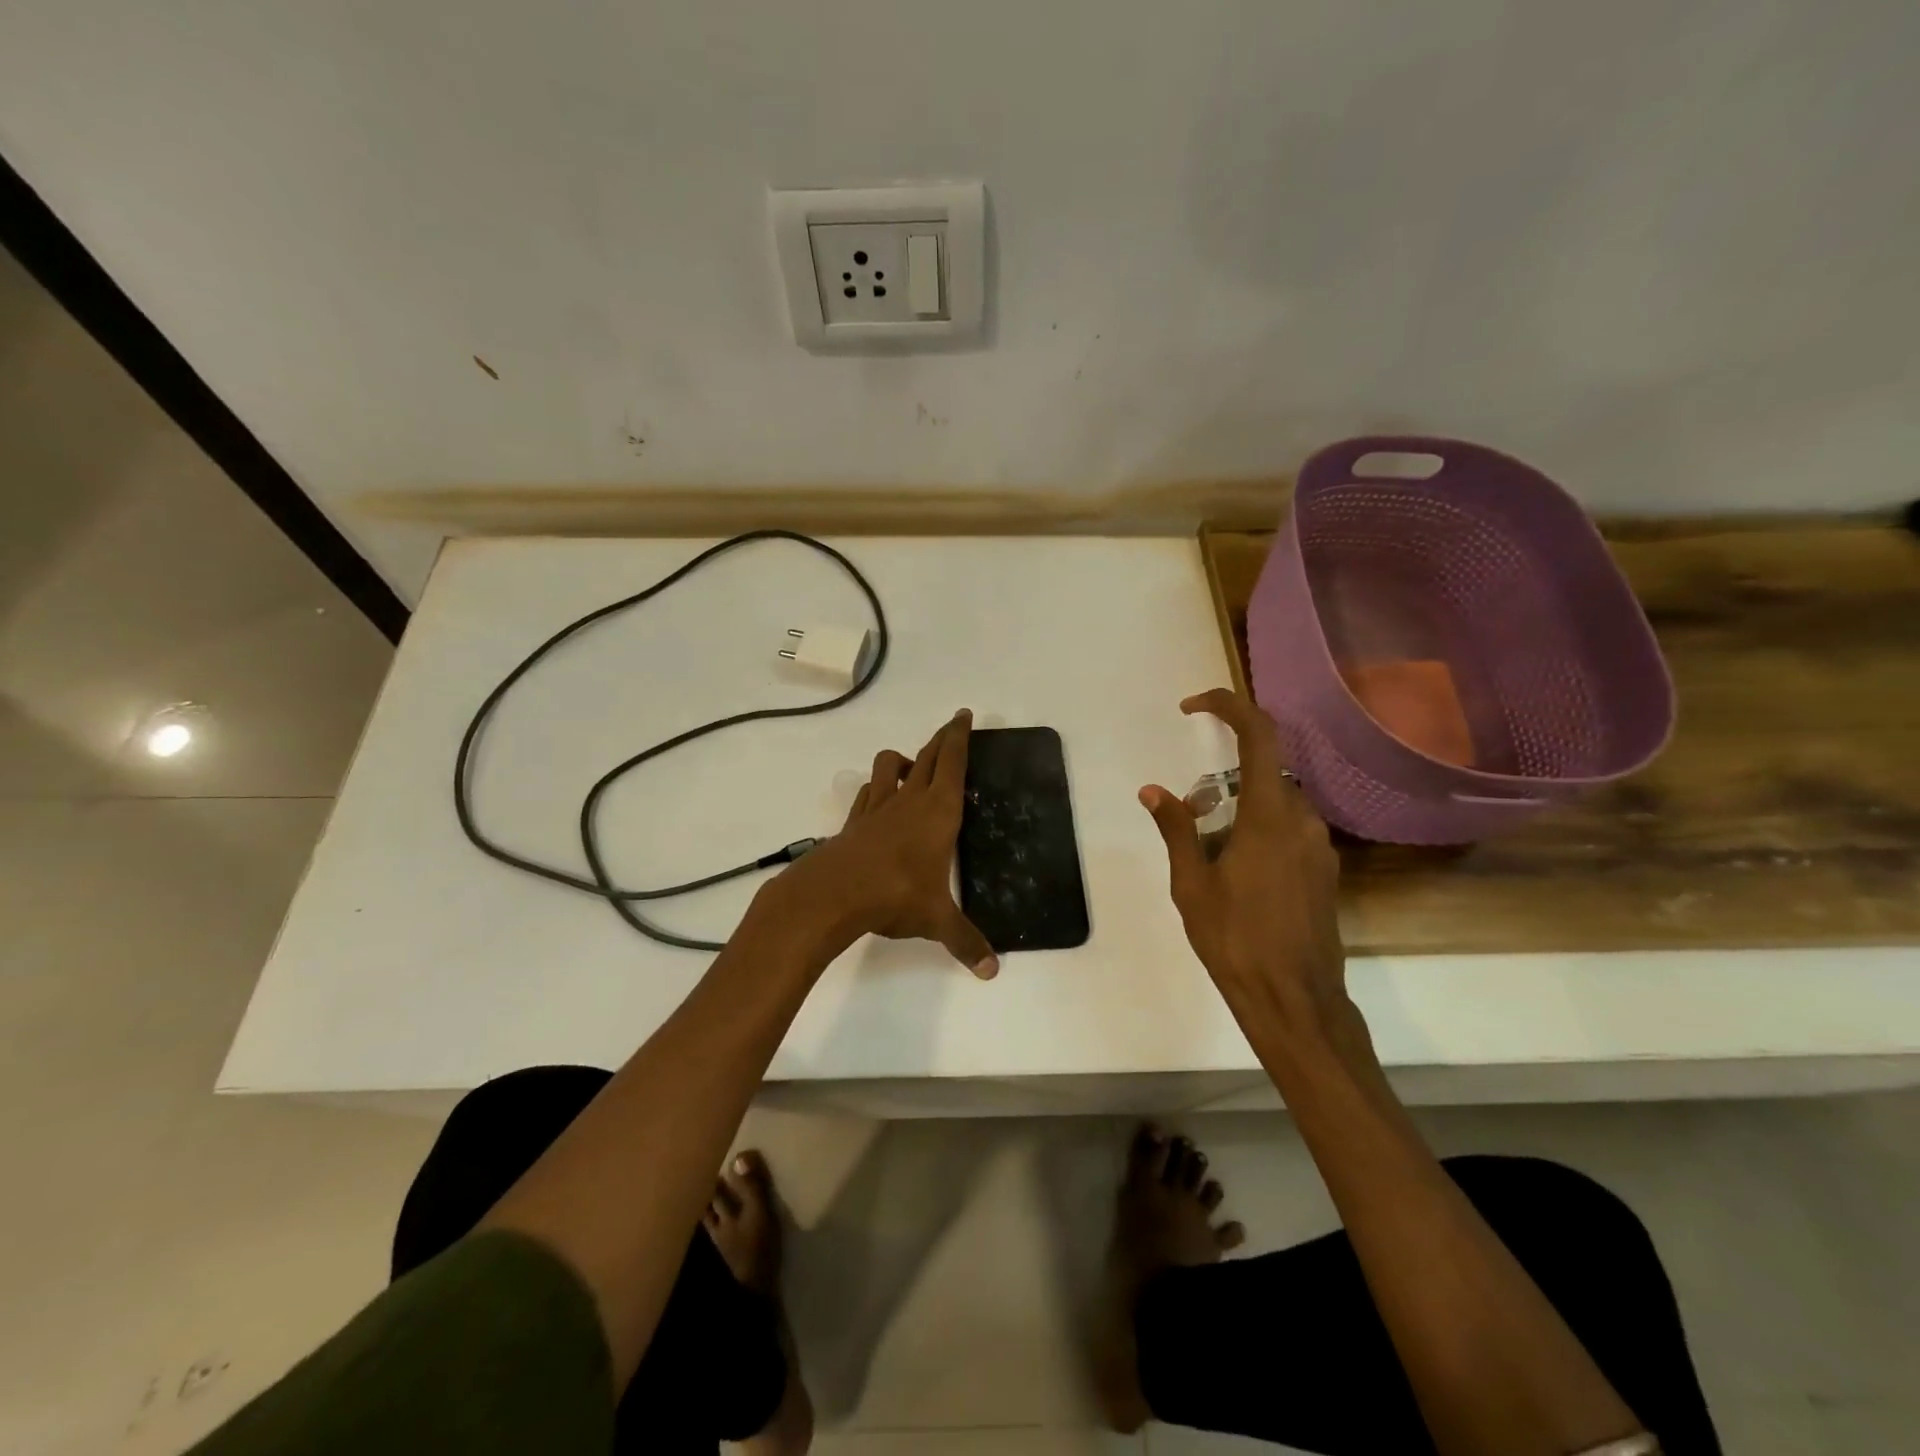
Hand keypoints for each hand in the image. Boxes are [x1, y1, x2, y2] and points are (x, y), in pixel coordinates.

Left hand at [772, 710, 997, 978]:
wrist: (833, 894)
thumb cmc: (895, 895)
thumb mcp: (936, 920)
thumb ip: (965, 941)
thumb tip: (992, 972)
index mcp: (938, 811)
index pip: (952, 762)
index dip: (959, 736)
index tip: (963, 715)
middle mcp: (909, 800)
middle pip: (926, 756)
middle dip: (941, 739)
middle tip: (951, 727)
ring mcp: (877, 808)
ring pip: (888, 765)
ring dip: (902, 759)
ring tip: (912, 767)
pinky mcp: (854, 822)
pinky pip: (866, 793)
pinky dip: (875, 789)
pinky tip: (877, 800)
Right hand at [1139, 690, 1345, 1030]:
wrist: (1295, 1000)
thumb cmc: (1235, 939)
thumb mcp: (1191, 884)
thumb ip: (1176, 830)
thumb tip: (1153, 791)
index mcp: (1270, 816)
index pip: (1259, 735)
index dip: (1228, 707)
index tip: (1193, 707)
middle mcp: (1303, 820)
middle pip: (1264, 770)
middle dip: (1222, 778)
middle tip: (1190, 815)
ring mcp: (1319, 847)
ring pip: (1277, 803)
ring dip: (1240, 808)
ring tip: (1208, 852)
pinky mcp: (1324, 871)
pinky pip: (1289, 830)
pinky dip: (1259, 830)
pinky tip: (1237, 873)